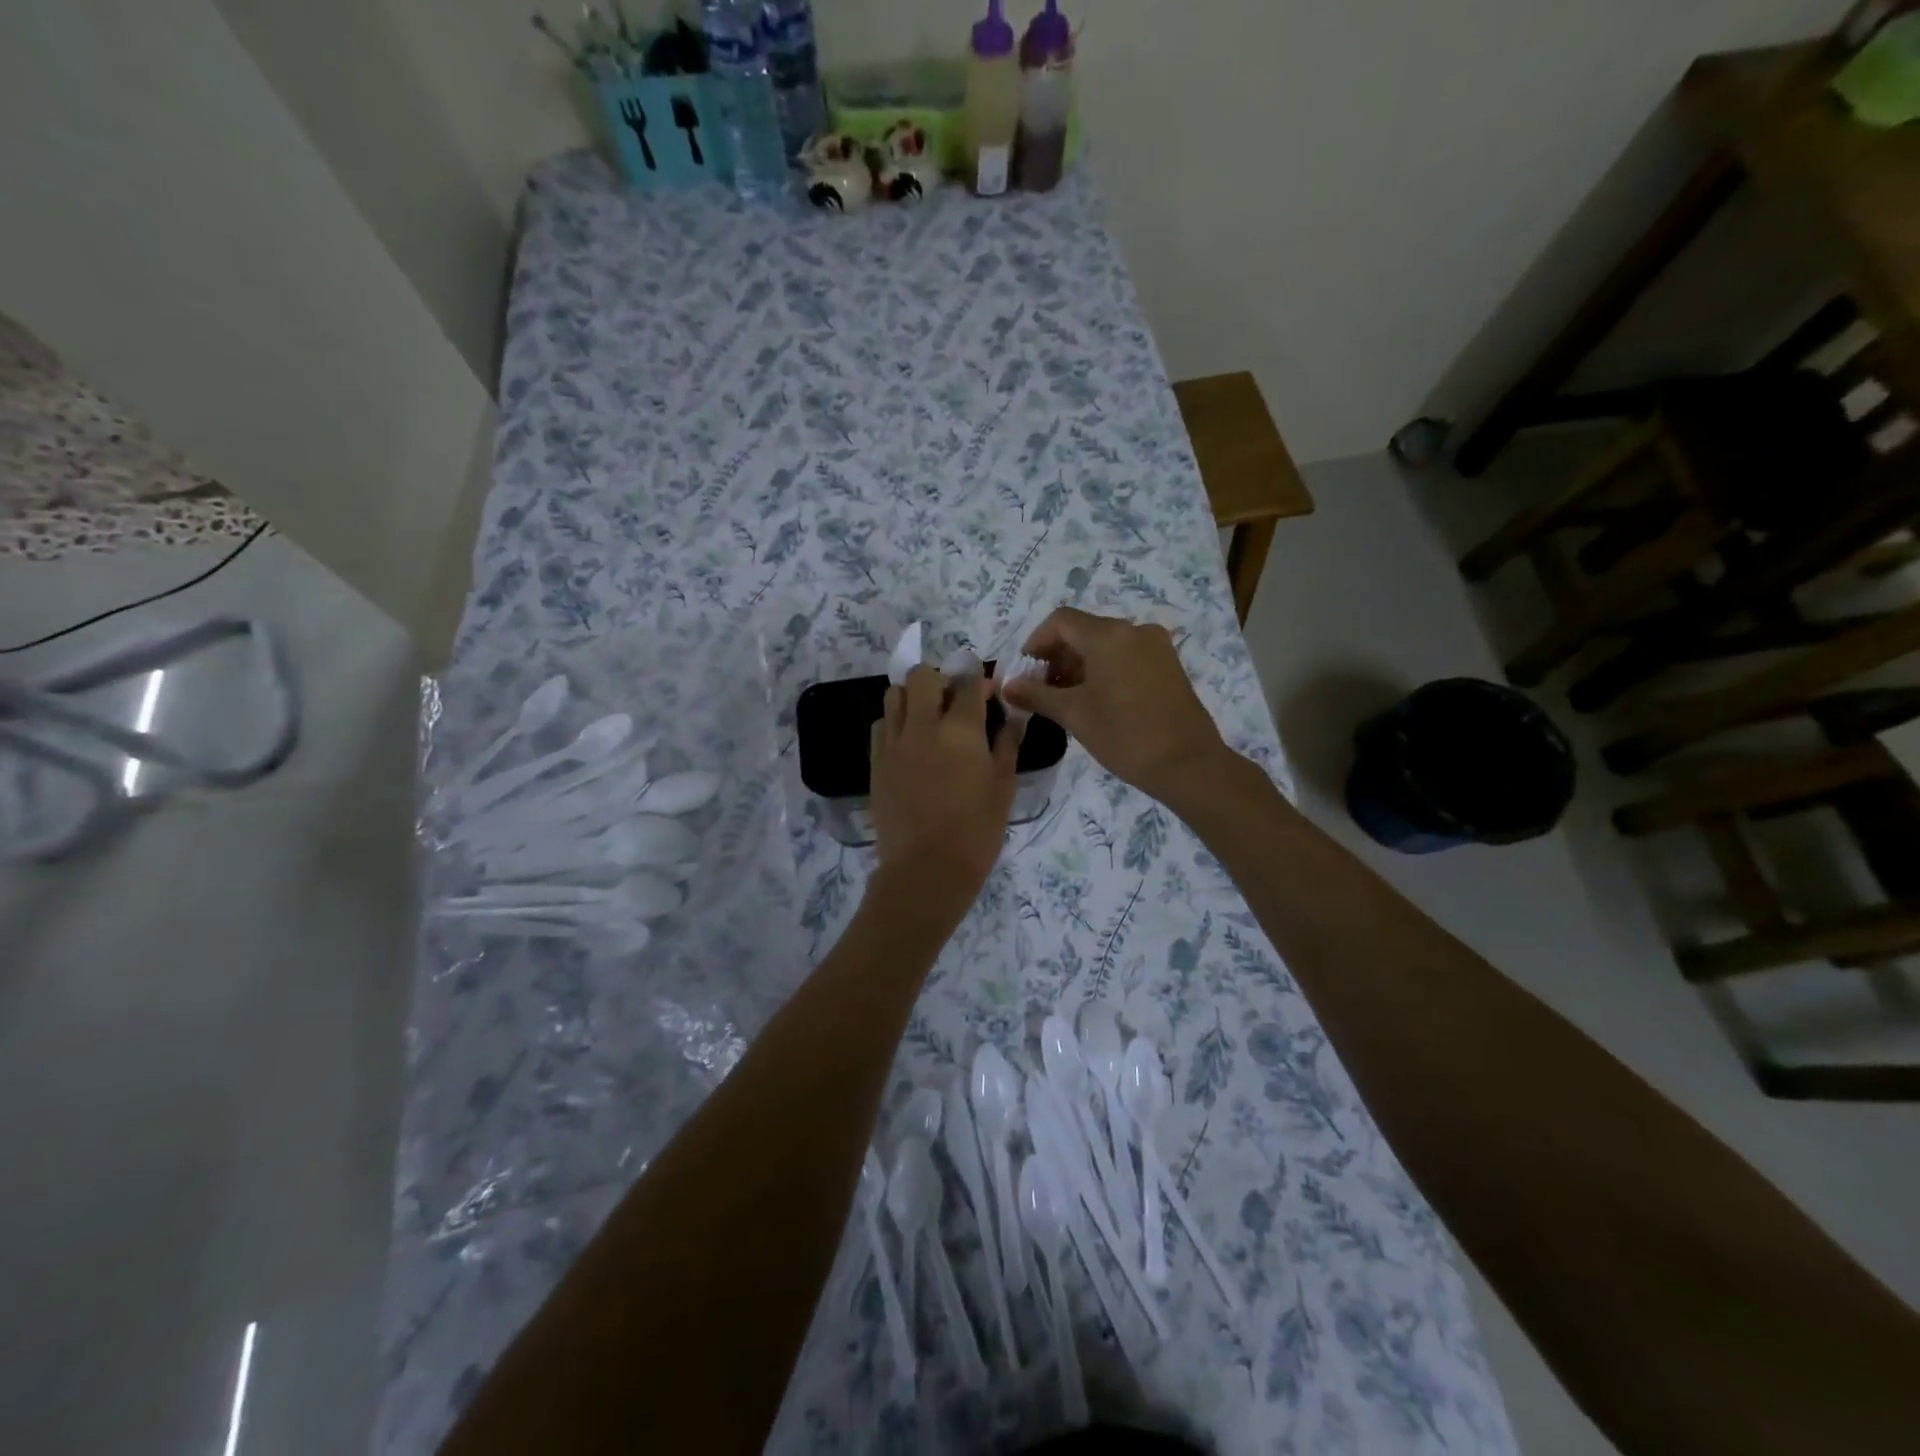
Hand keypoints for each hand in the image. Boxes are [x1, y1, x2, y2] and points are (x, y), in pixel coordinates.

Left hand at [870, 665, 1020, 912]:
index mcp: (961, 730)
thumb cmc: (976, 831)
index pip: (969, 681)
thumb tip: (1014, 714)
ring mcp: (894, 742)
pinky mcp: (875, 761)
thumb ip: (1008, 742)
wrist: (926, 870)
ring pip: (894, 693)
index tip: (988, 693)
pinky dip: (896, 721)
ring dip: (914, 696)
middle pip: (922, 675)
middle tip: (954, 702)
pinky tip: (910, 741)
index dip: (981, 680)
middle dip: (942, 679)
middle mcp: (922, 726)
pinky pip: (881, 724)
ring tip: (928, 718)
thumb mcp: (1004, 786)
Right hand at [1000, 608, 1232, 804]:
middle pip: (1083, 630)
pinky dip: (1104, 669)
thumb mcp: (1074, 715)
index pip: (1060, 621)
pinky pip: (1126, 656)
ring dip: (1079, 664)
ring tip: (1065, 699)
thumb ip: (1036, 695)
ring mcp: (1156, 646)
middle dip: (1056, 656)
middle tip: (1040, 689)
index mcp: (1109, 635)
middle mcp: (1134, 630)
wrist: (1187, 764)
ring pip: (1105, 644)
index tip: (1024, 672)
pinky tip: (1095, 700)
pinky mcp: (1168, 664)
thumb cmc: (1125, 736)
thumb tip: (1008, 686)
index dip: (1035, 642)